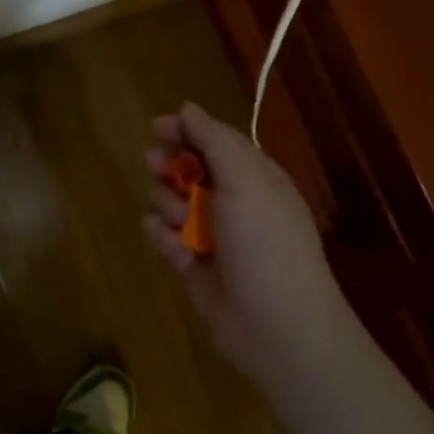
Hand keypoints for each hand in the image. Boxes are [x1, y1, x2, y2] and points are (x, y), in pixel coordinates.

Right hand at [142, 102, 338, 368]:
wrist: (276, 325)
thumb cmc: (265, 242)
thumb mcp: (246, 179)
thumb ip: (214, 139)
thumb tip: (186, 107)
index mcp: (253, 178)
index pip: (213, 141)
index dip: (185, 131)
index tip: (158, 128)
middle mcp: (231, 202)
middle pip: (186, 168)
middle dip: (169, 166)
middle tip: (157, 167)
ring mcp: (209, 234)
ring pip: (168, 201)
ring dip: (168, 205)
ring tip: (183, 223)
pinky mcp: (190, 263)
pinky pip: (162, 235)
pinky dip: (163, 238)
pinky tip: (176, 248)